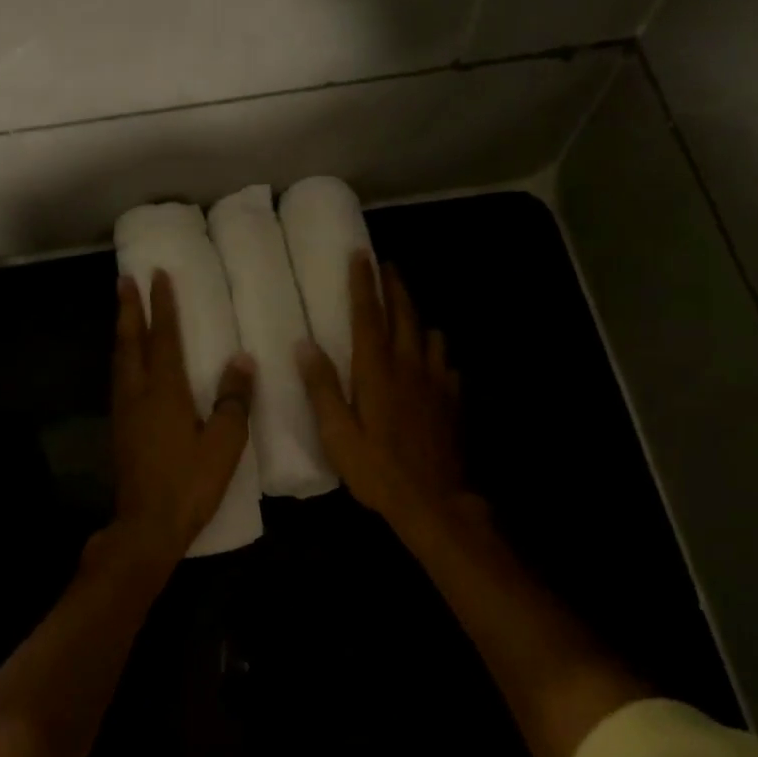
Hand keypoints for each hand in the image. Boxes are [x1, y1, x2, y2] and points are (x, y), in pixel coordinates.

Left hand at [112, 270, 255, 559]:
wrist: (147, 526)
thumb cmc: (190, 483)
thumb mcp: (224, 443)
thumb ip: (233, 400)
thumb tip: (241, 360)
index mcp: (164, 391)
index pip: (163, 337)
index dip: (162, 305)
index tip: (158, 275)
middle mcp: (138, 393)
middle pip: (130, 341)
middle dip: (128, 308)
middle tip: (124, 279)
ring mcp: (124, 411)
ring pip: (120, 359)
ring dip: (122, 331)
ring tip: (124, 311)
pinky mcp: (120, 429)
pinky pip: (119, 378)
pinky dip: (122, 357)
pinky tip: (128, 362)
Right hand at [297, 254, 464, 528]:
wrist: (434, 501)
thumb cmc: (378, 469)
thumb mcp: (338, 434)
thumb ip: (322, 387)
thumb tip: (304, 345)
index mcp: (377, 371)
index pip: (368, 316)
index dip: (364, 283)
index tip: (361, 254)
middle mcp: (410, 366)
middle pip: (404, 315)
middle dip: (395, 287)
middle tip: (388, 266)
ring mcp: (436, 382)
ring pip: (431, 335)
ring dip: (418, 317)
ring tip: (409, 311)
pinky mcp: (453, 401)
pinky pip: (447, 365)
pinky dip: (437, 354)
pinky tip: (434, 361)